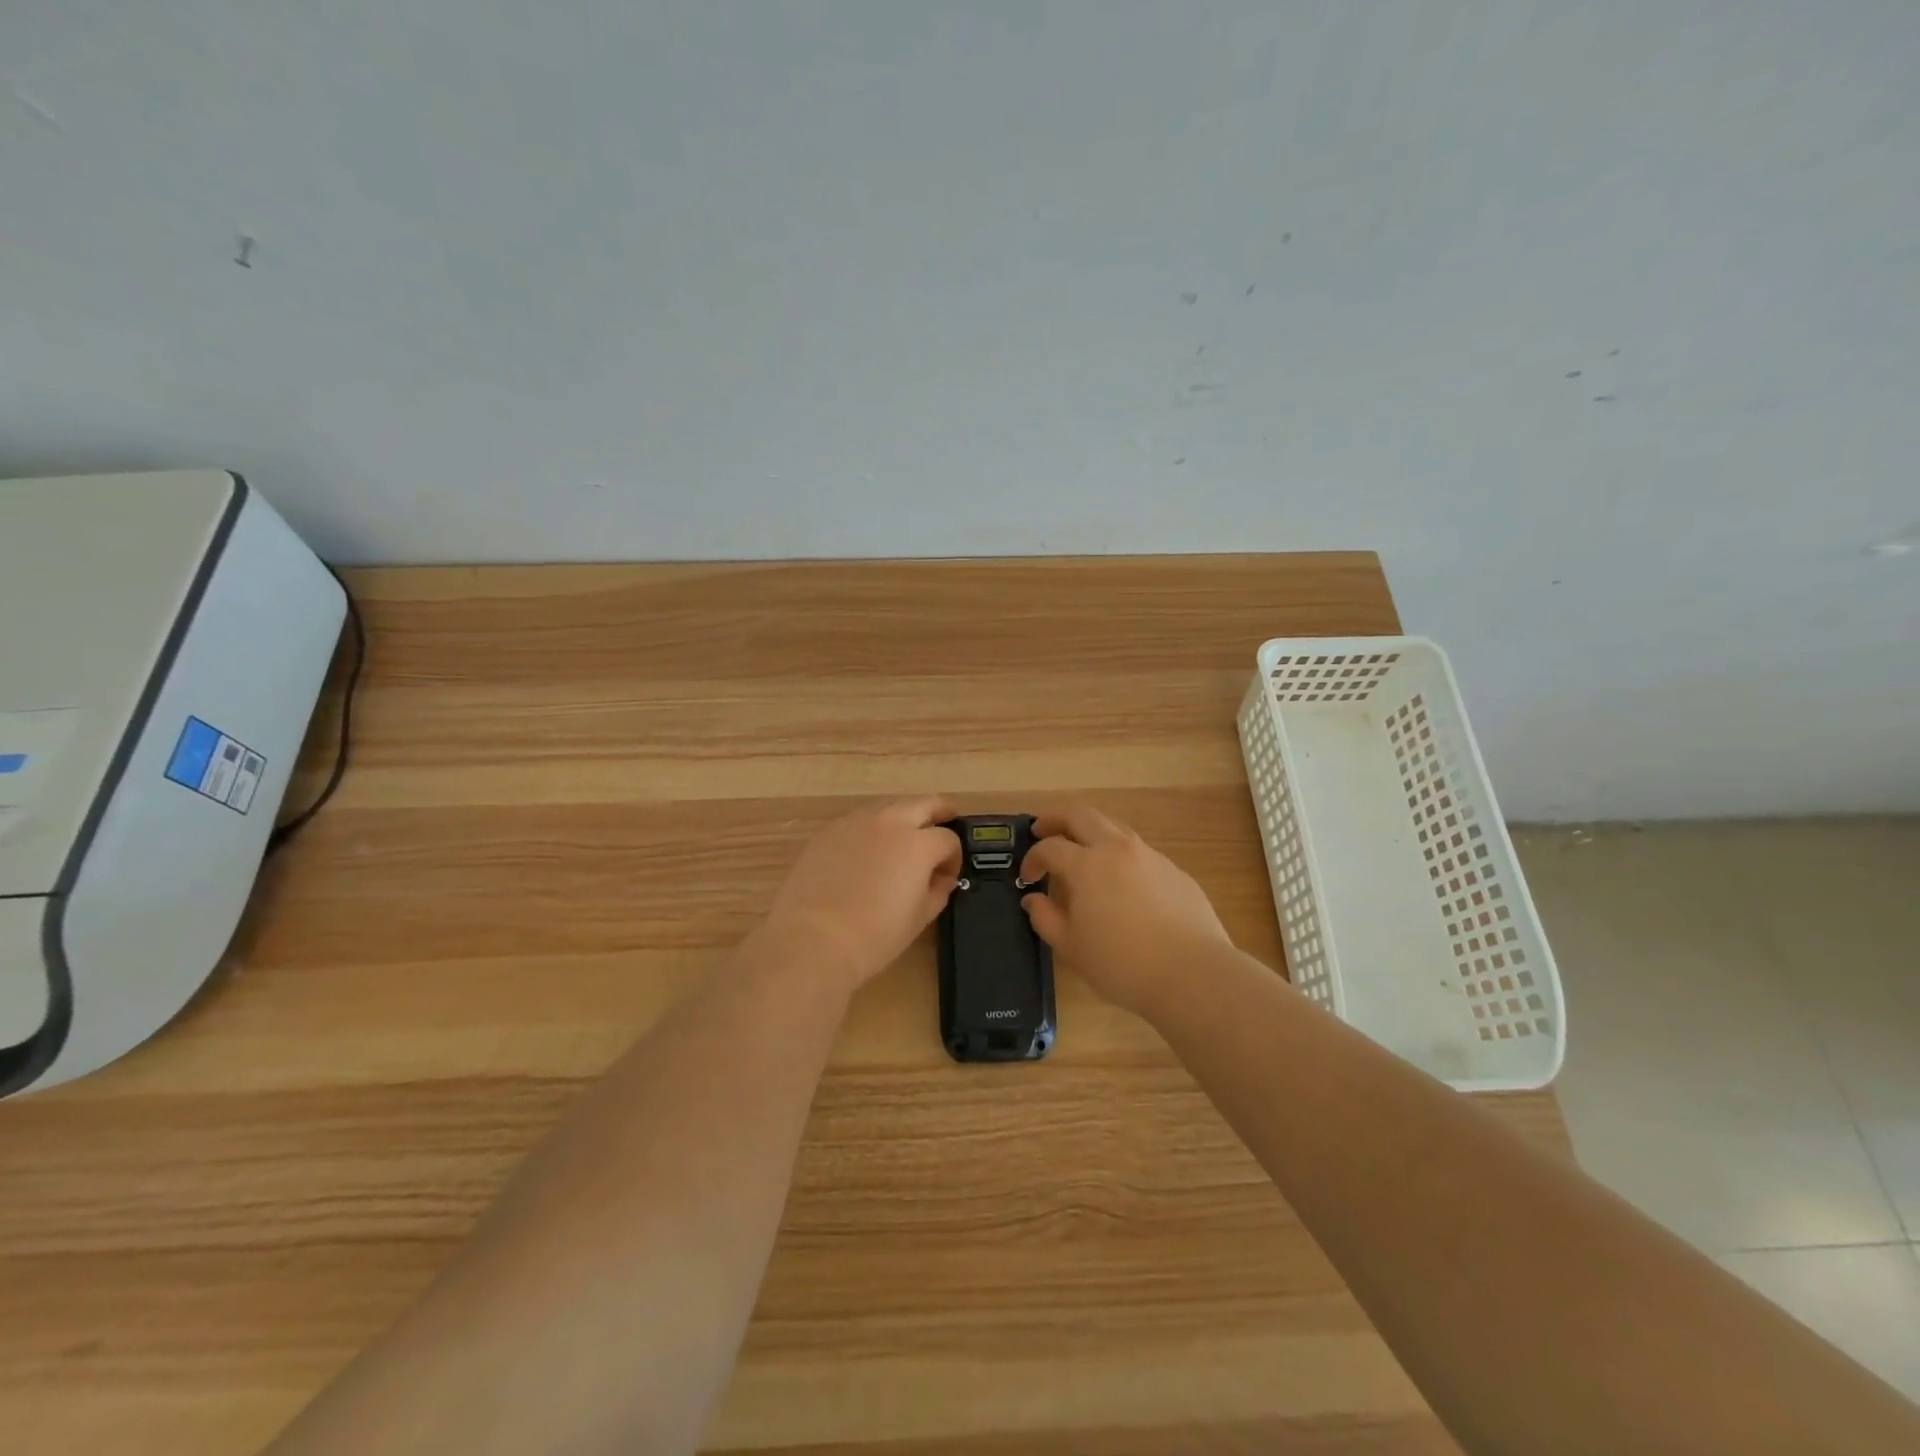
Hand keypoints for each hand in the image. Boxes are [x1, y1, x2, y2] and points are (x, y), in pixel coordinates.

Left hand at [763, 796, 962, 993]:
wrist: (814, 940)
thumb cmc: (875, 935)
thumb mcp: (920, 917)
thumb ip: (938, 890)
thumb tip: (941, 878)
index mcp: (918, 843)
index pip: (948, 839)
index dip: (953, 858)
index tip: (947, 876)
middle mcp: (890, 822)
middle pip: (923, 803)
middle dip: (939, 812)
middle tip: (946, 820)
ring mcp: (855, 822)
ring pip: (888, 806)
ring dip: (903, 815)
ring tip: (904, 835)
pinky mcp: (828, 831)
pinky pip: (858, 820)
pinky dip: (871, 827)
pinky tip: (867, 849)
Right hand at [1018, 803, 1231, 1017]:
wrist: (1192, 973)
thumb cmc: (1122, 963)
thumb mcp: (1071, 947)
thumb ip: (1046, 918)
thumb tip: (1033, 899)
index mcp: (1086, 865)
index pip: (1049, 848)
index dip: (1032, 858)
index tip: (1028, 877)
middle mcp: (1116, 849)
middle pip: (1080, 814)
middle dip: (1056, 818)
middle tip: (1043, 830)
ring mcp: (1149, 856)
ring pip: (1113, 827)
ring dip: (1090, 832)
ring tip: (1082, 853)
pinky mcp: (1174, 870)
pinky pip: (1139, 851)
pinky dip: (1120, 855)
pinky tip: (1122, 883)